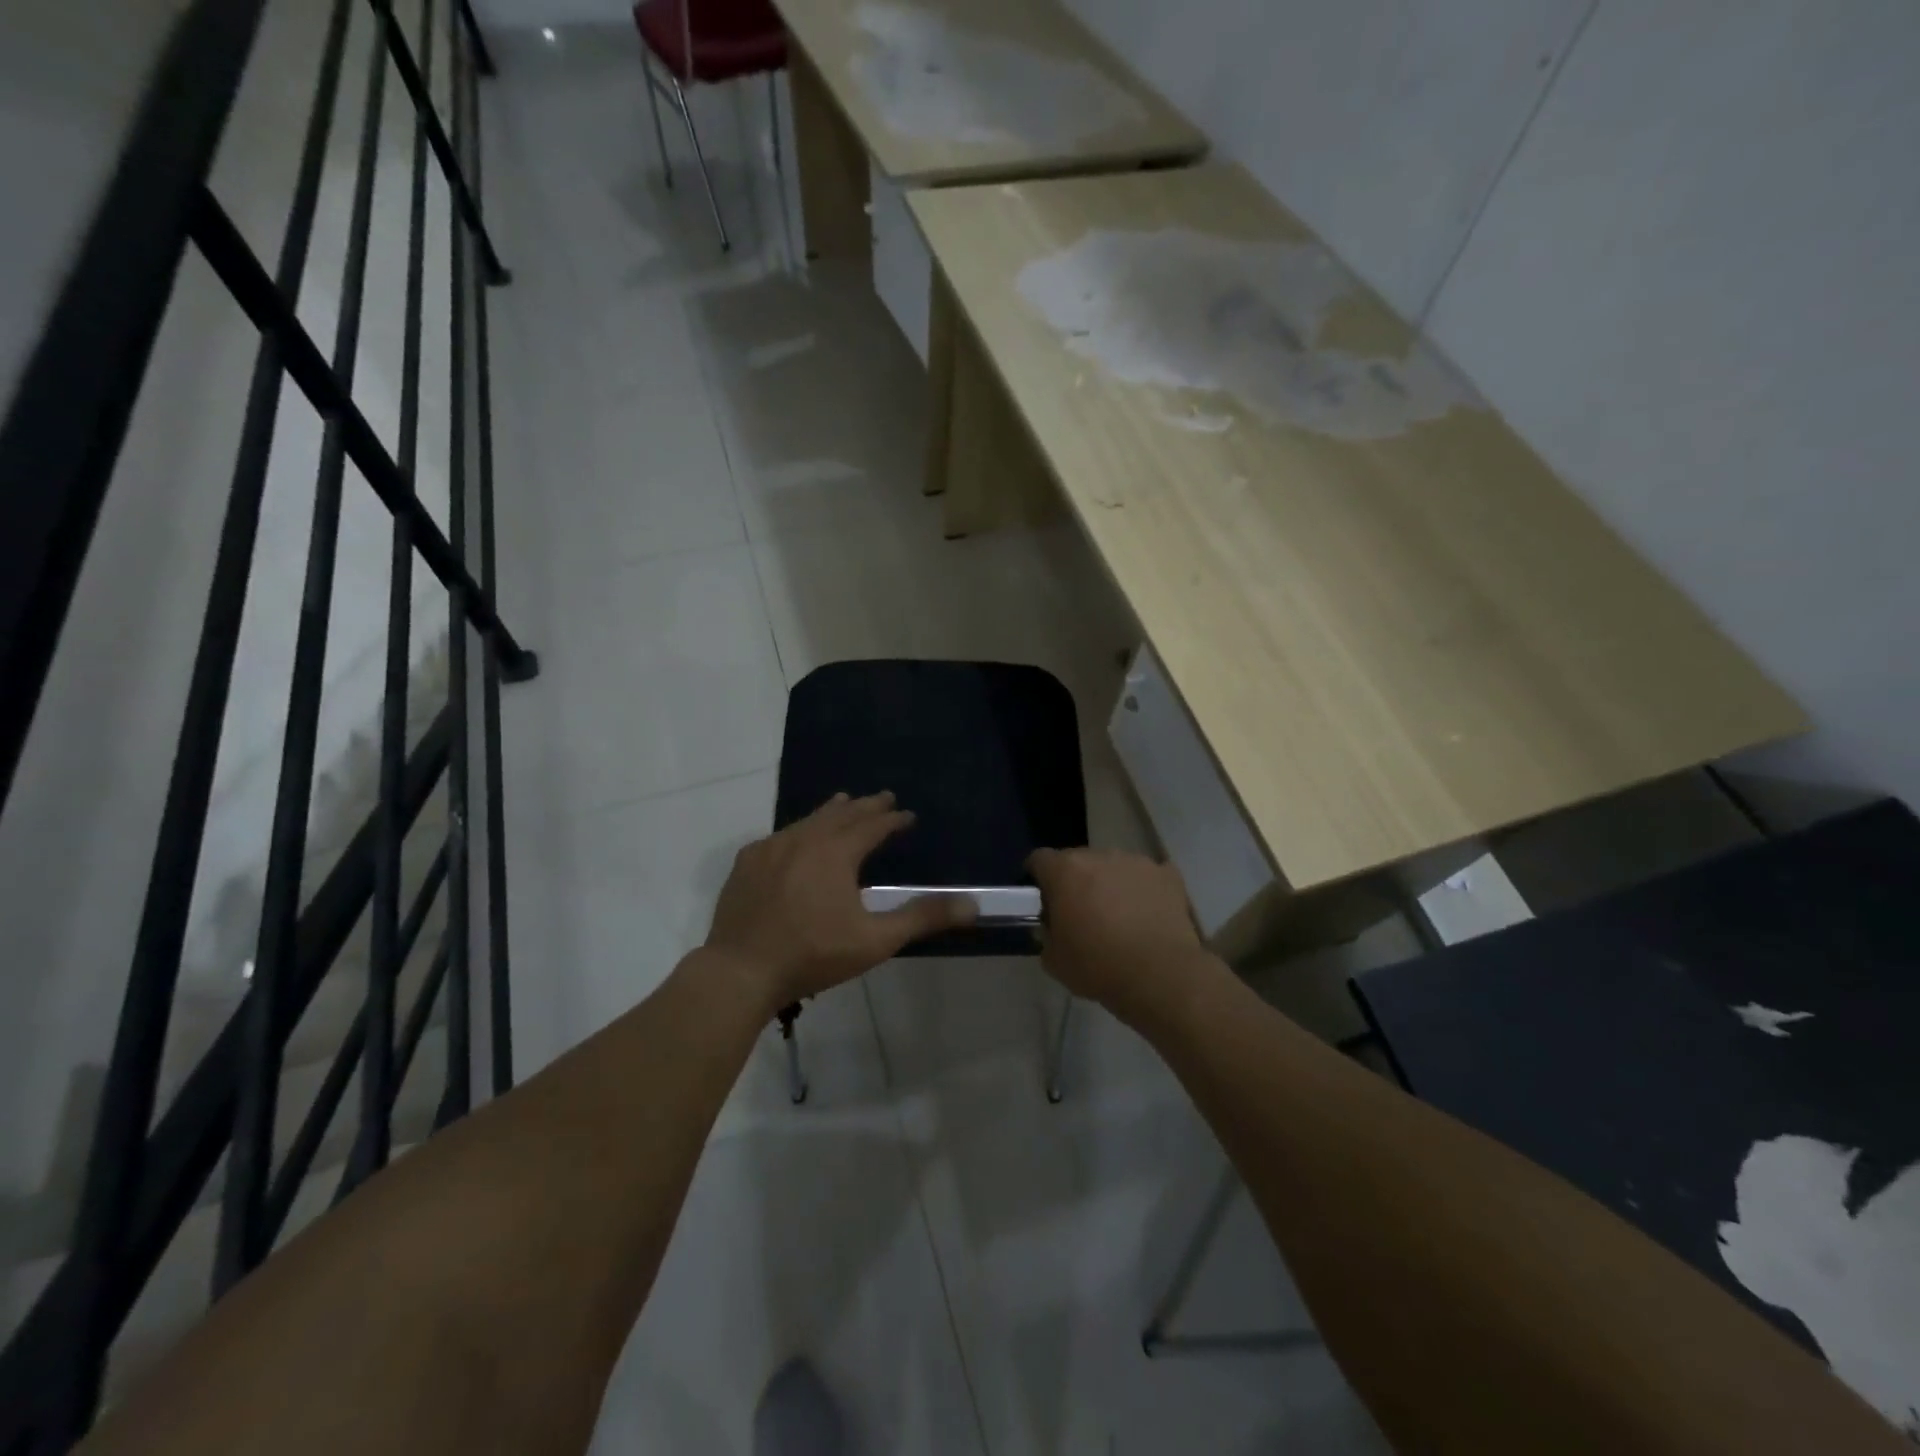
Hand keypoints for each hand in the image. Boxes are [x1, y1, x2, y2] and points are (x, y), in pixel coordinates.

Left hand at [705, 792, 976, 1008]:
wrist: (740, 971)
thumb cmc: (813, 954)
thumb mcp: (875, 940)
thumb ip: (922, 918)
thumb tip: (972, 904)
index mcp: (836, 853)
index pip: (872, 826)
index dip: (893, 819)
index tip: (908, 815)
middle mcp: (804, 839)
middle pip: (841, 814)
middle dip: (866, 806)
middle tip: (884, 797)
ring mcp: (770, 849)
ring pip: (808, 820)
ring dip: (831, 811)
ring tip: (844, 802)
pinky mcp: (747, 863)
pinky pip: (779, 836)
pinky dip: (798, 830)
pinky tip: (795, 838)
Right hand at [1027, 848, 1215, 1024]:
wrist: (1160, 976)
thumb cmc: (1098, 966)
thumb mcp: (1053, 959)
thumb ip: (1047, 933)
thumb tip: (1053, 926)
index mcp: (1065, 871)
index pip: (1040, 859)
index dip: (1037, 877)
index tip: (1042, 899)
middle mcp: (1099, 856)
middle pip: (1078, 860)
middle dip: (1075, 881)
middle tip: (1080, 912)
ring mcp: (1136, 862)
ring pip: (1113, 866)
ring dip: (1109, 883)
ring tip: (1118, 915)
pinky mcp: (1166, 875)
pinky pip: (1147, 876)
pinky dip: (1143, 890)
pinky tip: (1147, 914)